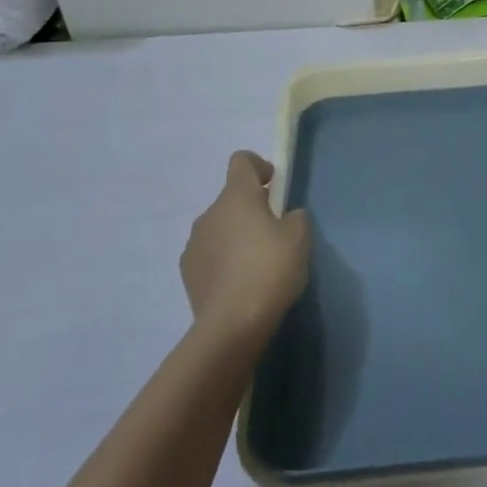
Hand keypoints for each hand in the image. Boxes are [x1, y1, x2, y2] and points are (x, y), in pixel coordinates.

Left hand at [181, 152, 310, 343]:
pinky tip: (238, 283)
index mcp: (236, 196)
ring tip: (255, 263)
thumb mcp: (299, 238)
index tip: (275, 187)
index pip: (241, 161)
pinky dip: (222, 260)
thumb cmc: (270, 270)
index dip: (259, 166)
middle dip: (251, 208)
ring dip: (235, 235)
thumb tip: (287, 217)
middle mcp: (210, 212)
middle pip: (231, 197)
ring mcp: (194, 242)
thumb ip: (295, 218)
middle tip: (273, 234)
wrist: (231, 325)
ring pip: (219, 226)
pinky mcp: (187, 272)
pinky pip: (209, 253)